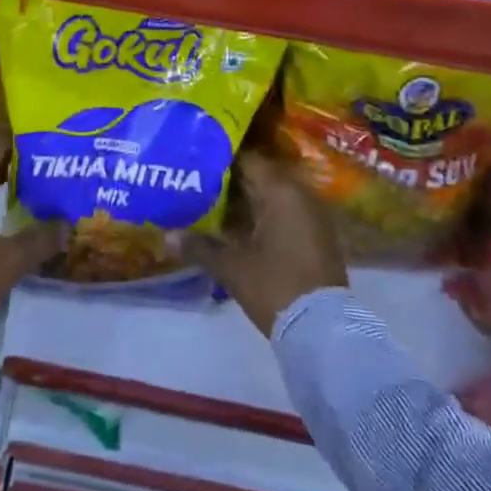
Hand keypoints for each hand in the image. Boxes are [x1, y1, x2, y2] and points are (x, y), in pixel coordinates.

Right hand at [180, 152, 347, 336]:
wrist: (323, 331)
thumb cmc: (275, 286)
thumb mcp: (231, 267)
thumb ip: (198, 247)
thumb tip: (166, 236)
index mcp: (281, 190)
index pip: (247, 159)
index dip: (220, 159)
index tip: (197, 163)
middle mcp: (300, 194)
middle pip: (260, 176)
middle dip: (230, 181)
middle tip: (199, 184)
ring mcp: (313, 216)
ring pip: (273, 196)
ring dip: (247, 201)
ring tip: (213, 205)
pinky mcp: (318, 237)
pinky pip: (285, 214)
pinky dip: (264, 217)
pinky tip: (240, 229)